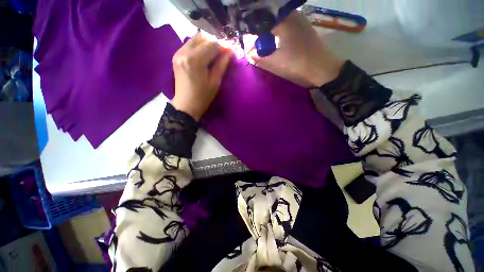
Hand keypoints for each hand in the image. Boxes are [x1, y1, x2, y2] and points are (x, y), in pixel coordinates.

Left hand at [171, 34, 231, 120]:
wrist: (186, 104)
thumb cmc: (203, 96)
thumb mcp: (215, 82)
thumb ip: (222, 65)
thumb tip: (230, 52)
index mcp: (195, 60)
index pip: (212, 45)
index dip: (222, 47)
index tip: (229, 51)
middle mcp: (184, 52)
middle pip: (202, 38)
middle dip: (214, 43)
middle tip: (222, 53)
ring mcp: (178, 52)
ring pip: (195, 39)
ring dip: (206, 44)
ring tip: (214, 55)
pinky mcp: (176, 55)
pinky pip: (189, 45)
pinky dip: (199, 47)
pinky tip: (204, 56)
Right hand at [247, 11, 342, 87]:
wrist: (322, 70)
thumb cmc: (298, 65)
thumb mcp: (275, 63)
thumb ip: (259, 57)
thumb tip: (249, 53)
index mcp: (283, 20)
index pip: (261, 20)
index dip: (252, 31)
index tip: (248, 43)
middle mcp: (291, 15)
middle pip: (269, 19)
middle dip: (259, 31)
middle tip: (254, 44)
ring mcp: (299, 20)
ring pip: (277, 22)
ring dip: (268, 31)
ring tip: (262, 44)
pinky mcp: (303, 28)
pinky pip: (285, 25)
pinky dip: (277, 33)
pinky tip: (274, 42)